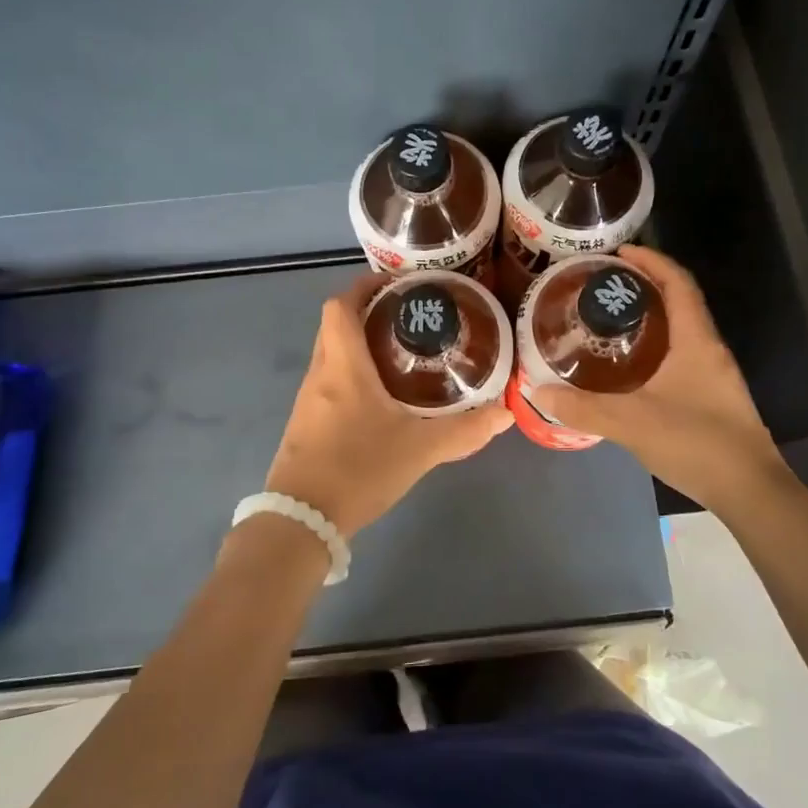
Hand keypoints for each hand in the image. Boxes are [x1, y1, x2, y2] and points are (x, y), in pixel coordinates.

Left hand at [261, 274, 512, 535]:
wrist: (302, 522)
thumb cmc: (358, 471)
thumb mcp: (420, 450)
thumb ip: (464, 431)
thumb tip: (505, 414)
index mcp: (344, 367)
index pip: (340, 306)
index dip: (364, 286)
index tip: (398, 285)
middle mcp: (320, 374)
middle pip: (335, 325)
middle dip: (366, 311)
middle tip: (408, 316)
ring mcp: (308, 399)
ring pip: (330, 353)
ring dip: (358, 342)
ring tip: (401, 350)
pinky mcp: (305, 423)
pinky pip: (328, 380)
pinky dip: (352, 371)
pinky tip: (380, 395)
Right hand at [530, 246, 787, 512]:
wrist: (750, 490)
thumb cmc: (696, 442)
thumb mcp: (631, 422)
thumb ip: (582, 407)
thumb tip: (538, 391)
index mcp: (696, 340)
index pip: (678, 283)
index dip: (651, 261)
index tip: (619, 253)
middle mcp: (710, 349)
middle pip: (681, 302)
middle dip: (646, 287)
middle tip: (605, 288)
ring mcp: (715, 375)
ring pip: (682, 331)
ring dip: (653, 318)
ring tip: (611, 322)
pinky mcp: (713, 397)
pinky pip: (682, 356)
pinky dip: (657, 347)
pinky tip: (632, 369)